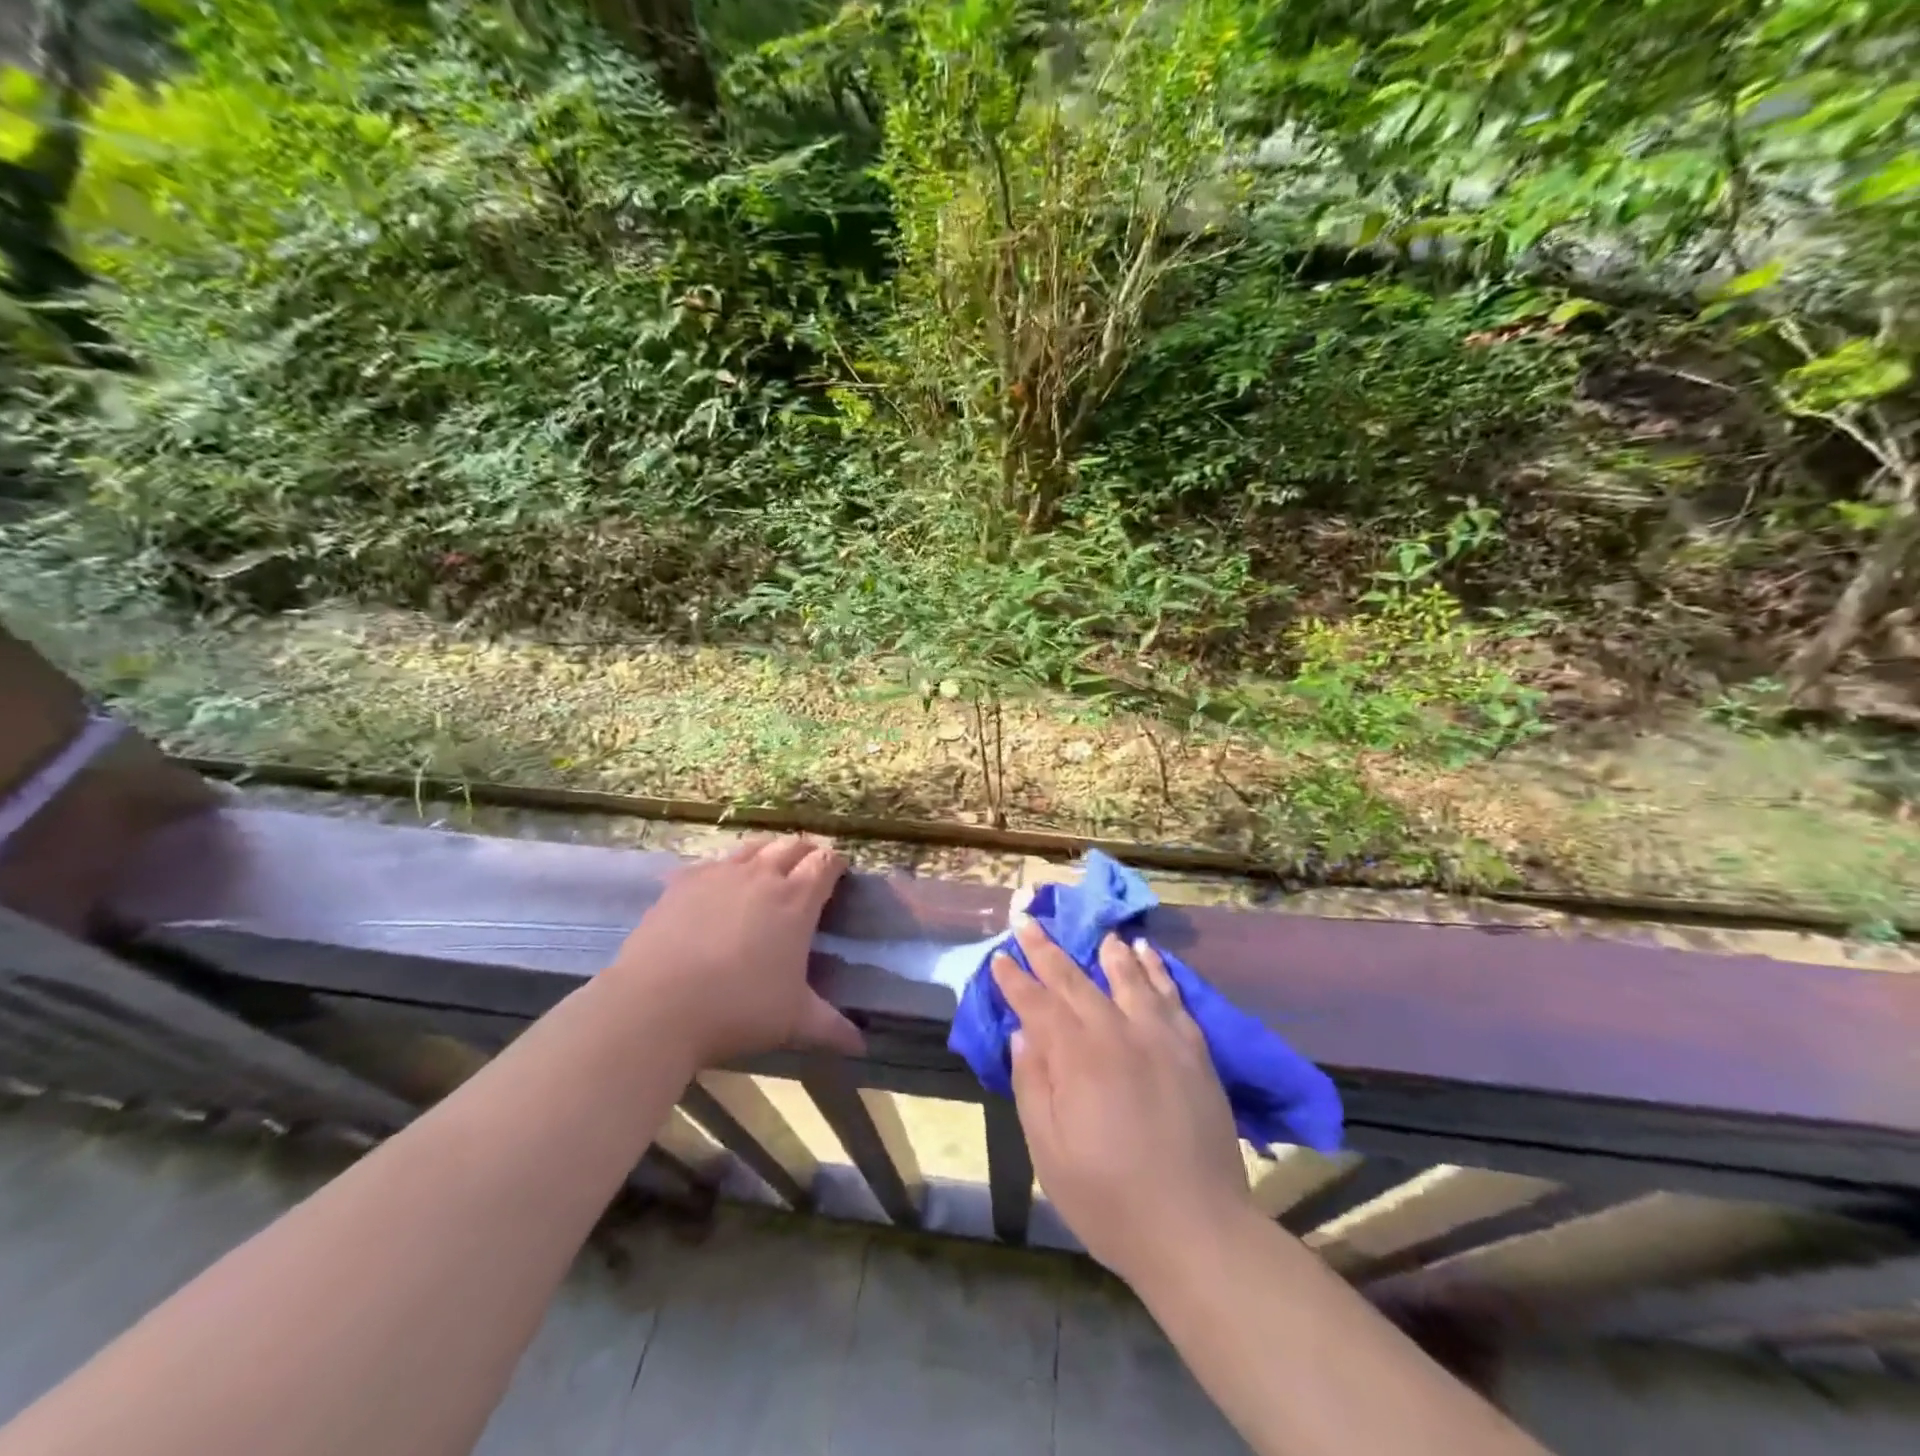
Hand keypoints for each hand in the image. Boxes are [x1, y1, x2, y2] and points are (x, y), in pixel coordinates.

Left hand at [603, 836, 864, 1069]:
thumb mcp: (792, 1021)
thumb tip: (861, 1046)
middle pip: (792, 845)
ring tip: (769, 870)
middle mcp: (762, 876)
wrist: (656, 1006)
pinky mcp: (683, 882)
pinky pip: (712, 862)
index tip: (839, 876)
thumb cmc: (738, 1009)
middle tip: (808, 872)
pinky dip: (725, 868)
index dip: (836, 864)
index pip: (825, 862)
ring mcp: (719, 874)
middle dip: (806, 853)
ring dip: (769, 852)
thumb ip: (831, 1027)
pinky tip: (718, 887)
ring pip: (754, 846)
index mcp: (796, 900)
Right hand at [992, 915, 1251, 1285]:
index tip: (1000, 956)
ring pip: (1128, 978)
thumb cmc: (1110, 1200)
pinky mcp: (1193, 1051)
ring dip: (1108, 952)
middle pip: (1075, 981)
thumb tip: (1023, 1034)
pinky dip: (1157, 971)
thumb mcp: (1049, 1153)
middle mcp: (1117, 1033)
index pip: (1037, 1005)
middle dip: (1047, 950)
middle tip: (1029, 921)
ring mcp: (1160, 1038)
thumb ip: (1033, 1085)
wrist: (1198, 1230)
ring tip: (1099, 932)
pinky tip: (1150, 956)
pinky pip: (1172, 997)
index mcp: (1077, 1058)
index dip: (1015, 979)